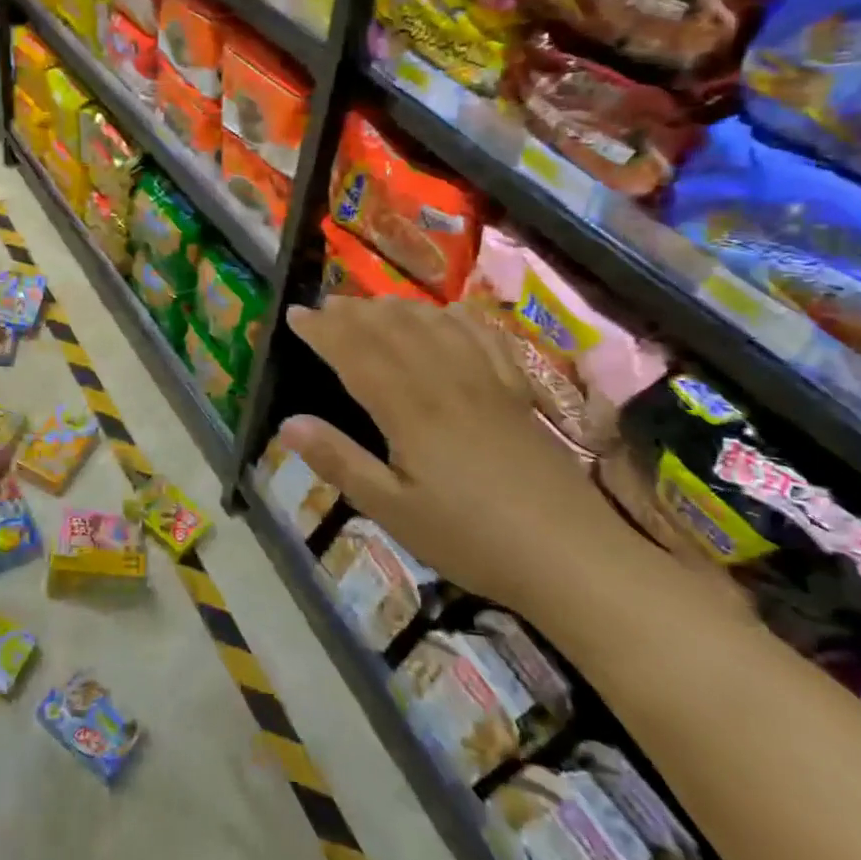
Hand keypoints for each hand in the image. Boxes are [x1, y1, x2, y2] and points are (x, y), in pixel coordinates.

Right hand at [281, 295, 652, 621]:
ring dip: (398, 308)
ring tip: (372, 304)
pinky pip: (485, 339)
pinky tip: (449, 312)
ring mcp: (487, 383)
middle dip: (353, 313)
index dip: (323, 331)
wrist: (572, 555)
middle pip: (393, 331)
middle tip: (324, 305)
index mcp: (410, 410)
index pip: (356, 354)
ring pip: (435, 326)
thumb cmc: (472, 539)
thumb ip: (340, 462)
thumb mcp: (394, 511)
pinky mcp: (517, 393)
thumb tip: (288, 424)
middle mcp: (446, 382)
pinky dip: (459, 319)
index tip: (295, 315)